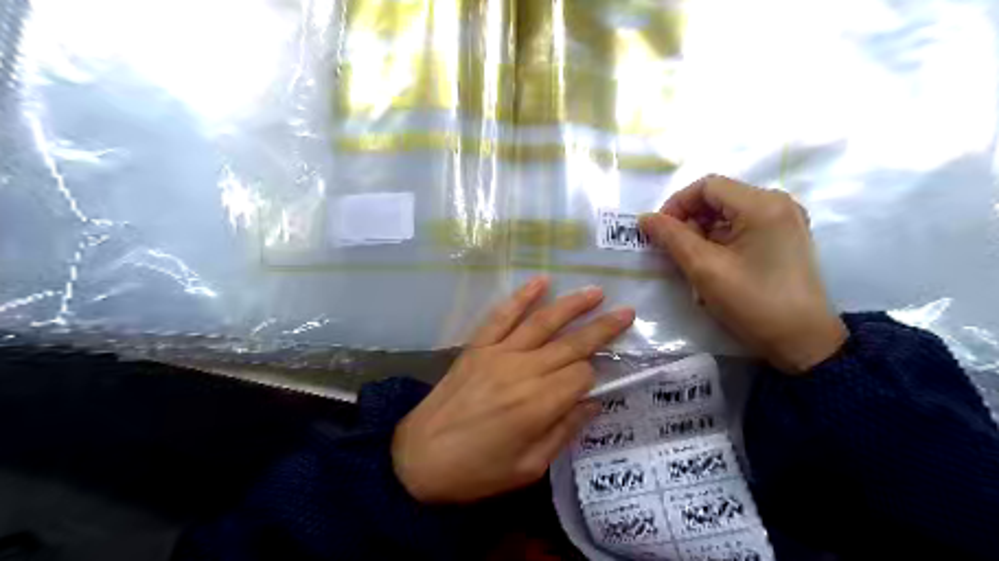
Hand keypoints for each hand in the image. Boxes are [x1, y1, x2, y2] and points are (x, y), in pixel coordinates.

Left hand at [390, 278, 630, 504]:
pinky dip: (522, 297)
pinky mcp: (478, 347)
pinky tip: (541, 281)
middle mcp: (523, 371)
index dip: (592, 378)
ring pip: (543, 322)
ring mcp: (498, 353)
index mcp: (539, 405)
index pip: (581, 376)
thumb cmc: (477, 471)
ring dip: (572, 305)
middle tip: (627, 312)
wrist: (418, 458)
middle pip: (571, 344)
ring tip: (596, 292)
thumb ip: (564, 432)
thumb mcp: (528, 468)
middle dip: (602, 328)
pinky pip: (503, 316)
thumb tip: (592, 403)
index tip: (591, 385)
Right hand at [639, 175, 840, 375]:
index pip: (706, 186)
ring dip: (702, 234)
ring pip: (727, 214)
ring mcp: (784, 221)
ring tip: (692, 264)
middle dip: (688, 221)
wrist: (804, 342)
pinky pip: (741, 228)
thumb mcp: (705, 269)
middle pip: (718, 198)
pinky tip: (712, 267)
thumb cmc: (753, 303)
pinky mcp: (784, 239)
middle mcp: (777, 203)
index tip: (658, 232)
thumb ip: (672, 238)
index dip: (676, 204)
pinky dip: (719, 242)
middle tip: (673, 252)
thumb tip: (645, 218)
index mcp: (762, 204)